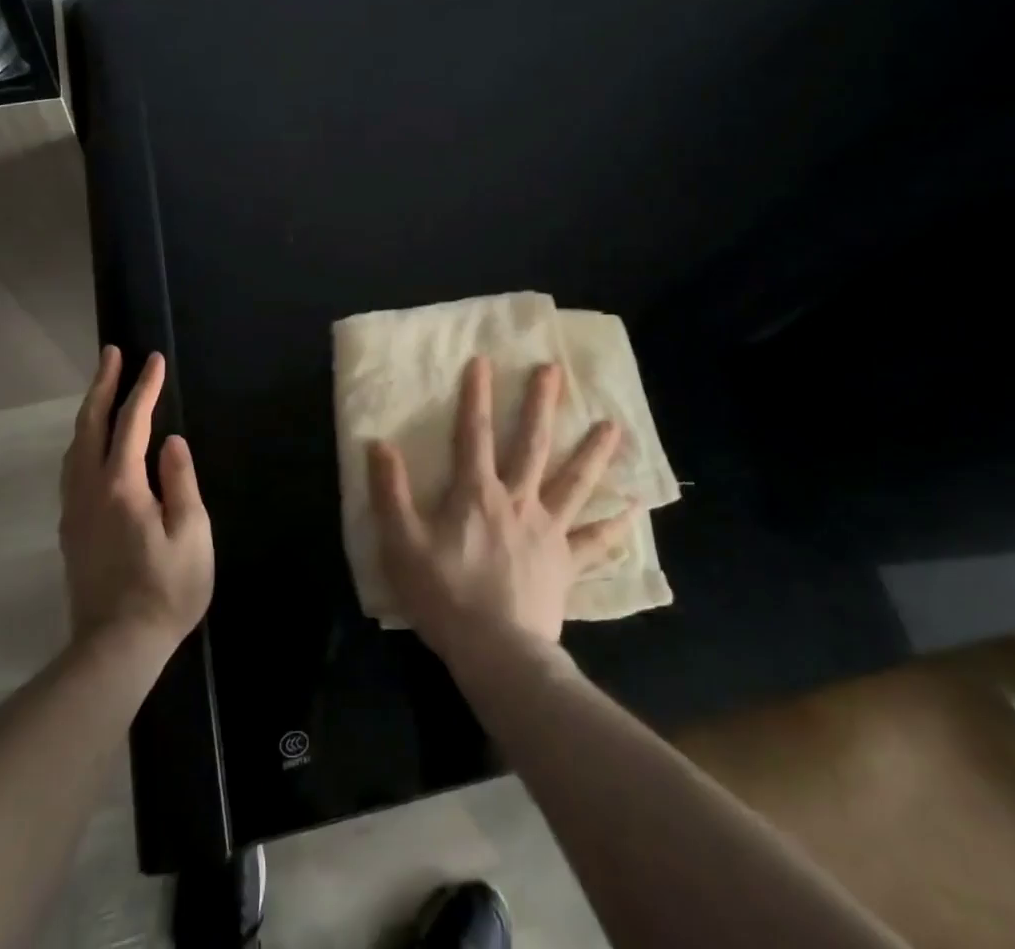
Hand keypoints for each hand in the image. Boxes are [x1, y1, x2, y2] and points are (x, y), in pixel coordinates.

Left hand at [60, 348, 213, 663]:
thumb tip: (171, 442)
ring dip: (88, 410)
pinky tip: (91, 441)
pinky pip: (72, 466)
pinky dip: (82, 438)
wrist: (115, 648)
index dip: (144, 389)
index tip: (154, 360)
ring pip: (74, 445)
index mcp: (121, 486)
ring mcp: (75, 509)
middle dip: (102, 385)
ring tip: (102, 387)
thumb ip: (181, 482)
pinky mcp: (71, 528)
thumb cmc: (166, 591)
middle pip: (90, 425)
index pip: (132, 424)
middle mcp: (89, 489)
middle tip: (112, 353)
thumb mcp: (191, 535)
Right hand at [368, 357, 633, 659]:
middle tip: (554, 371)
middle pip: (533, 445)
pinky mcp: (566, 564)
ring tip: (612, 426)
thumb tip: (379, 444)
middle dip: (542, 405)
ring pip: (574, 483)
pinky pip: (595, 542)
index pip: (474, 434)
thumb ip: (390, 493)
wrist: (496, 652)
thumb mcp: (402, 543)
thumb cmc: (444, 595)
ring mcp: (548, 531)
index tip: (483, 361)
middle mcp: (518, 501)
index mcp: (477, 494)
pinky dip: (615, 526)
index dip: (476, 396)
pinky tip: (635, 510)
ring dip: (592, 453)